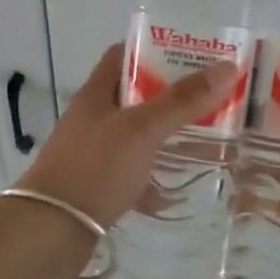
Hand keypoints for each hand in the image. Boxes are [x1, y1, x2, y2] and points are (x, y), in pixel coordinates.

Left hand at [15, 43, 237, 229]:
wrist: (52, 229)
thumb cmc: (95, 168)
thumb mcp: (142, 129)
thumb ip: (182, 101)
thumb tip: (228, 67)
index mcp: (96, 93)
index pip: (123, 55)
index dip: (154, 49)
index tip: (191, 55)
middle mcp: (92, 117)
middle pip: (135, 95)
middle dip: (170, 94)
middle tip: (210, 97)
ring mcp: (93, 151)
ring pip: (136, 133)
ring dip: (165, 133)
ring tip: (204, 135)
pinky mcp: (97, 183)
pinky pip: (132, 169)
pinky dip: (154, 172)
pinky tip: (178, 183)